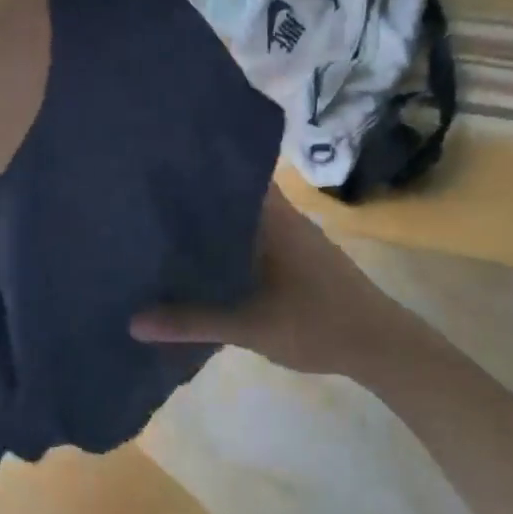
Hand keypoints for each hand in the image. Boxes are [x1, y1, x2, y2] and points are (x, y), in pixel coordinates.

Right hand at [131, 188, 432, 380]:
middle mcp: (283, 217)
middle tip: (149, 203)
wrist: (380, 345)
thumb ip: (192, 321)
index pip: (232, 174)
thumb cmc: (316, 323)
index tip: (159, 168)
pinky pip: (257, 240)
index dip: (197, 169)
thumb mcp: (249, 325)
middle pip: (233, 197)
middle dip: (197, 200)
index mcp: (272, 217)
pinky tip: (208, 263)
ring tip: (167, 230)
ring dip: (215, 225)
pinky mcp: (299, 258)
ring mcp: (294, 237)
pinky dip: (232, 245)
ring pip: (245, 220)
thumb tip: (133, 321)